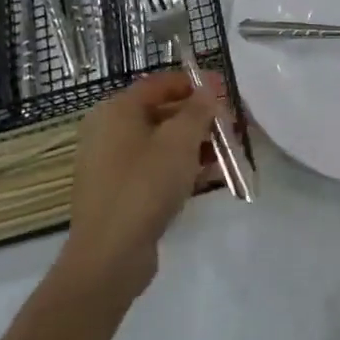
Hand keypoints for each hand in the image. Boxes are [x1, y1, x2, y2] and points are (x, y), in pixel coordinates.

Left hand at [55, 70, 220, 300]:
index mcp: (116, 110)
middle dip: (199, 117)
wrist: (109, 256)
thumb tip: (208, 90)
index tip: (225, 89)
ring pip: (161, 144)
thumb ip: (198, 110)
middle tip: (231, 124)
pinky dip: (181, 168)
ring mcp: (112, 164)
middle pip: (161, 113)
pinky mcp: (120, 193)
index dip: (194, 83)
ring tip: (228, 151)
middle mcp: (108, 131)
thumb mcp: (179, 141)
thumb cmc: (144, 185)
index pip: (159, 84)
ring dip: (195, 144)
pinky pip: (155, 169)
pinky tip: (211, 176)